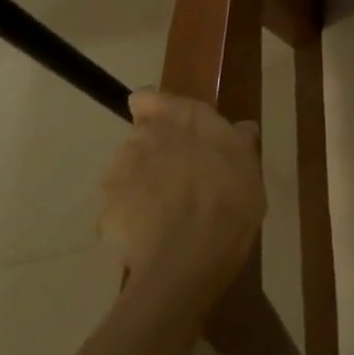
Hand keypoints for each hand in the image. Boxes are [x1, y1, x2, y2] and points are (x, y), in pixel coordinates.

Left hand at [99, 92, 265, 310]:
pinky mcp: (104, 215)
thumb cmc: (230, 197)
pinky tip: (154, 233)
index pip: (149, 99)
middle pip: (139, 136)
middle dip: (154, 150)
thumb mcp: (249, 163)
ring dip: (141, 182)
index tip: (171, 125)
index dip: (155, 109)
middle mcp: (144, 139)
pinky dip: (132, 216)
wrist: (190, 255)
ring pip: (126, 172)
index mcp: (182, 119)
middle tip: (181, 173)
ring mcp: (119, 177)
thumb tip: (242, 127)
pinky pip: (119, 209)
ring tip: (167, 207)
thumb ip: (239, 140)